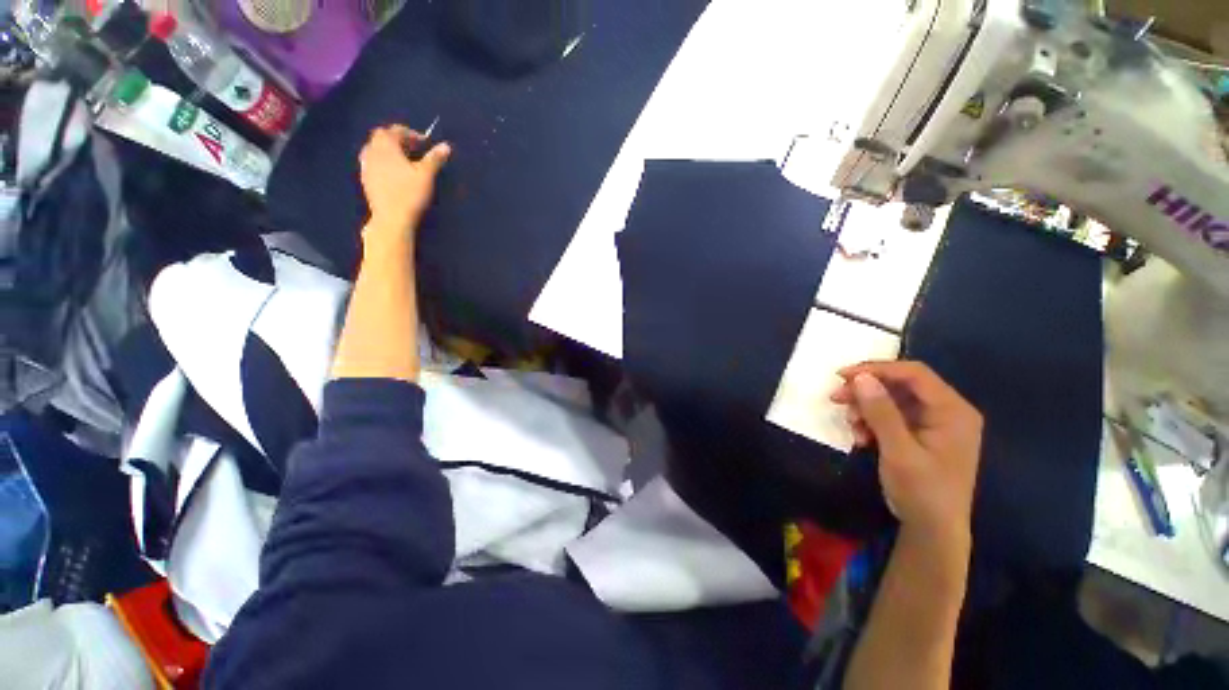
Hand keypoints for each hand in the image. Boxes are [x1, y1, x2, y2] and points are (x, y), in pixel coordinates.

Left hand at [359, 125, 450, 235]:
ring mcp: (366, 170)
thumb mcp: (426, 174)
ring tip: (398, 160)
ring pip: (371, 151)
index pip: (394, 131)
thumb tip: (445, 146)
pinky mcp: (365, 184)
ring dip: (383, 151)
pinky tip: (390, 174)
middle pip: (378, 138)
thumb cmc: (408, 193)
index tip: (422, 143)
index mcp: (387, 147)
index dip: (408, 133)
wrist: (390, 221)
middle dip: (392, 139)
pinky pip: (369, 165)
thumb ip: (434, 157)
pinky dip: (379, 164)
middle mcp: (373, 155)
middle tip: (408, 148)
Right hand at [830, 361, 982, 546]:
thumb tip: (860, 378)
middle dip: (873, 393)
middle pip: (909, 389)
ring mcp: (944, 430)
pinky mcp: (934, 445)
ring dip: (875, 411)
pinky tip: (864, 438)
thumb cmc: (921, 495)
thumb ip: (881, 413)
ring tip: (850, 425)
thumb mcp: (899, 454)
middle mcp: (953, 412)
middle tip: (839, 400)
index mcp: (953, 408)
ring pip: (905, 407)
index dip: (878, 369)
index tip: (843, 376)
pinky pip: (907, 425)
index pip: (914, 374)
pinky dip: (884, 427)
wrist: (935, 539)